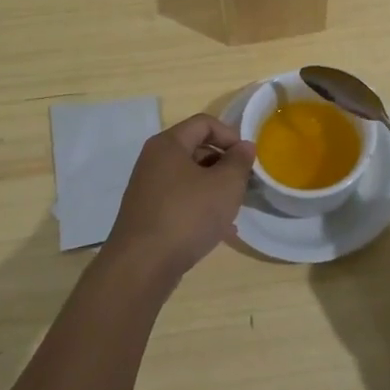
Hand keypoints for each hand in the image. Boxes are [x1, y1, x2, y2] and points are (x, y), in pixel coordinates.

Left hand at [104, 114, 255, 285]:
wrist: (142, 266)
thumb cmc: (187, 216)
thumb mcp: (225, 185)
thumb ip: (239, 162)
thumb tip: (244, 147)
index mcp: (168, 144)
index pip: (204, 123)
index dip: (230, 135)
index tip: (247, 159)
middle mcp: (154, 161)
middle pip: (196, 149)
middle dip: (224, 163)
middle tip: (243, 184)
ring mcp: (147, 189)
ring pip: (189, 178)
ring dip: (214, 188)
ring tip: (234, 209)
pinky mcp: (147, 215)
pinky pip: (180, 201)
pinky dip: (200, 207)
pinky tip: (219, 230)